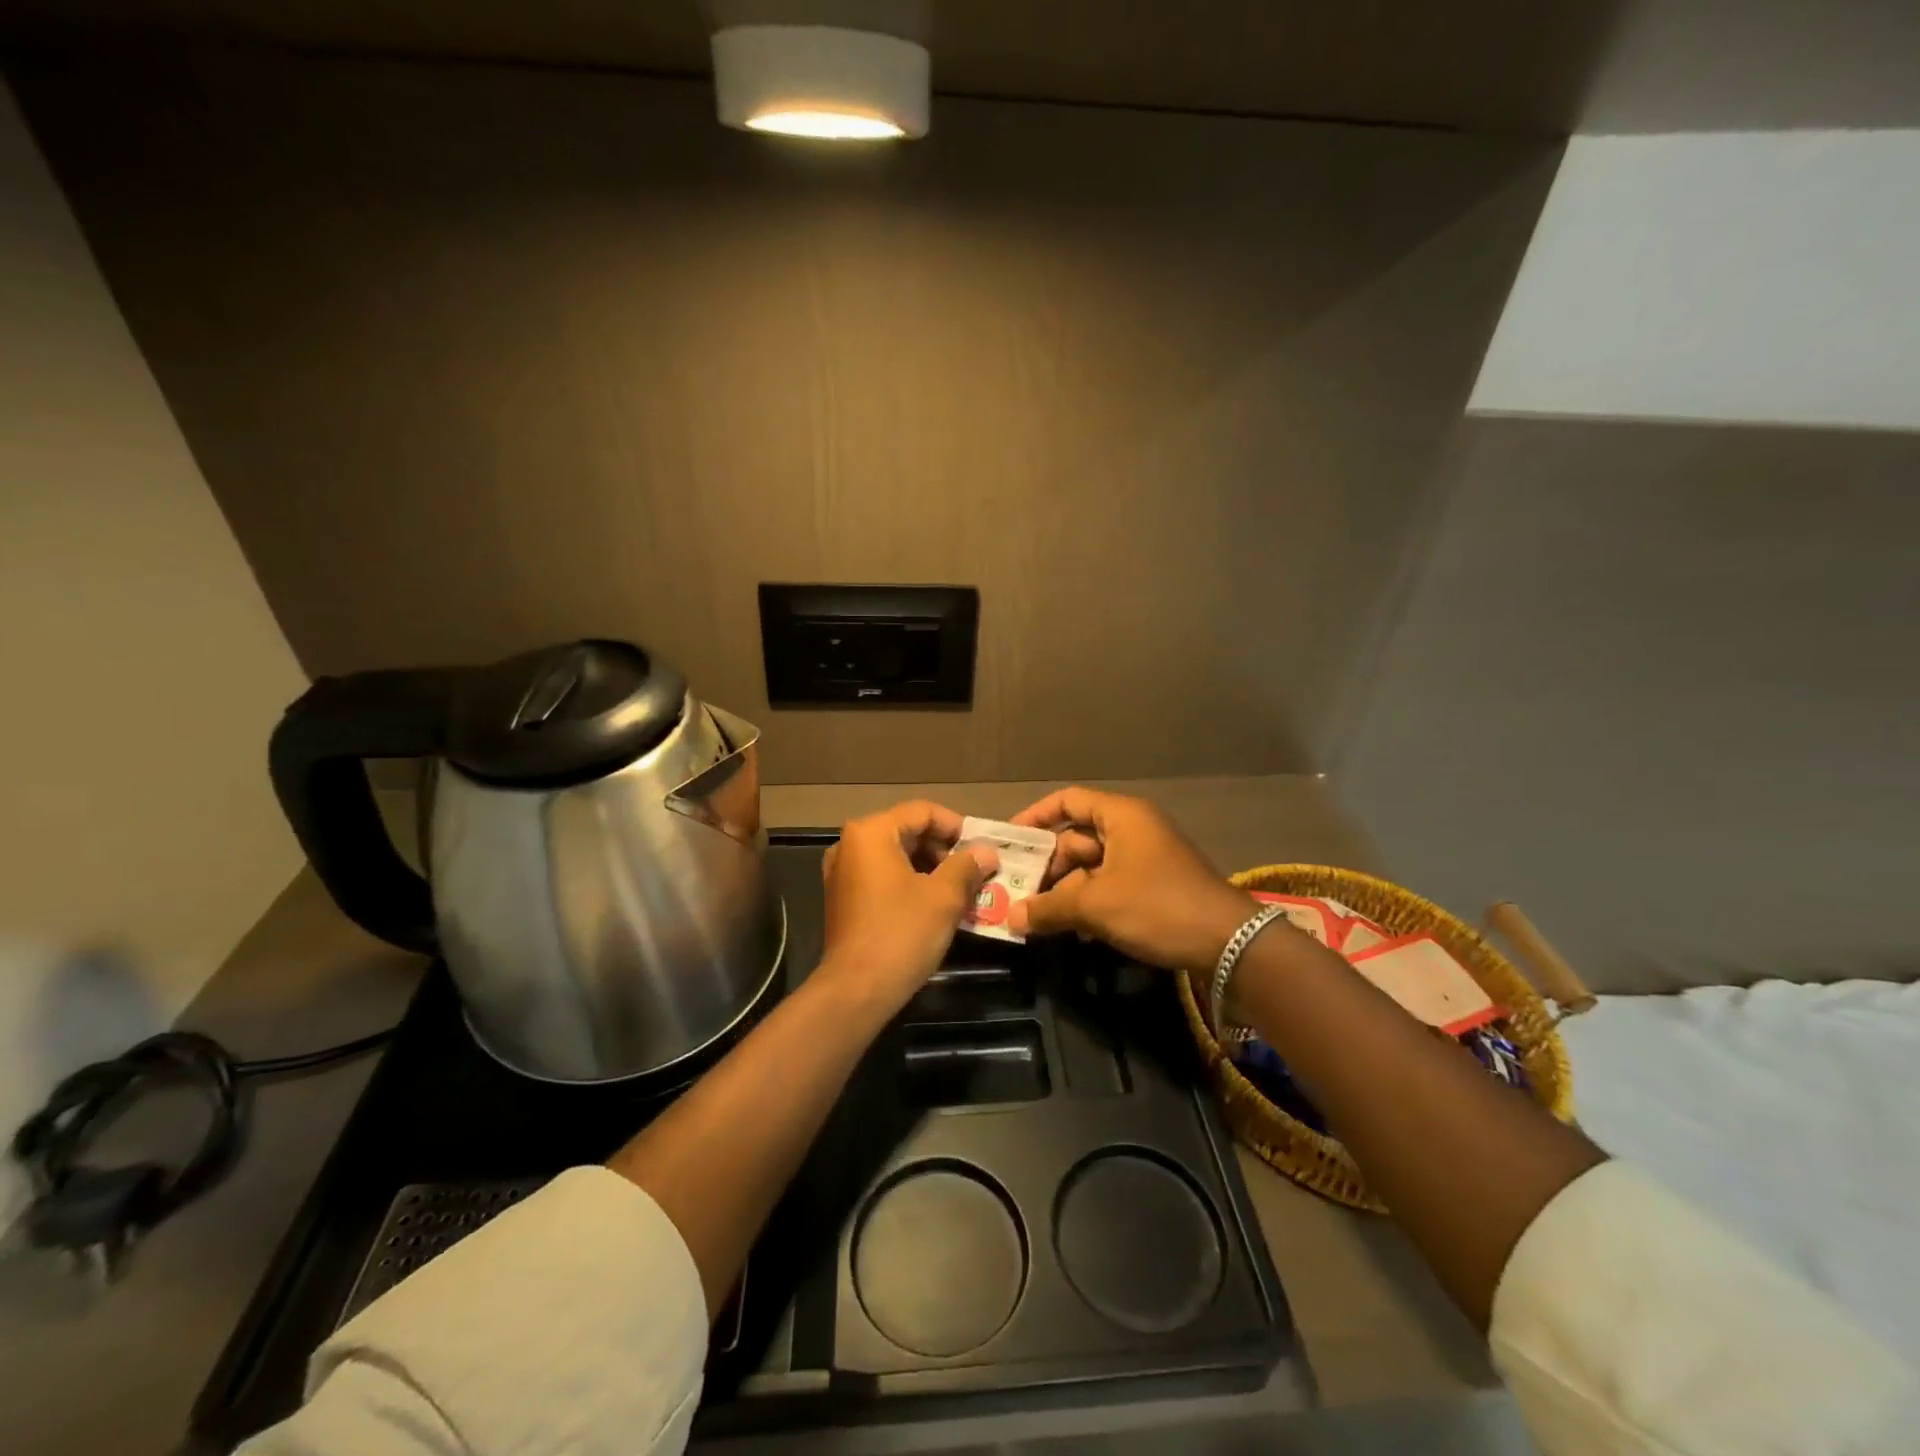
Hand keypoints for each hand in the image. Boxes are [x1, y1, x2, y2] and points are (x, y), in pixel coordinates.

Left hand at [818, 801, 997, 1013]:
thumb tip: (987, 852)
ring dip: (931, 868)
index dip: (957, 827)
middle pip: (907, 831)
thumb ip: (967, 866)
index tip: (981, 850)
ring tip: (961, 891)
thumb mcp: (944, 897)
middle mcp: (850, 844)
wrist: (856, 990)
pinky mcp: (843, 898)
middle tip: (974, 872)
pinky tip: (935, 905)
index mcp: (871, 833)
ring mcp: (842, 872)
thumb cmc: (901, 933)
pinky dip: (910, 883)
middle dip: (944, 850)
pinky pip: (883, 877)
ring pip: (896, 856)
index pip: (922, 811)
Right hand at [1006, 787, 1255, 971]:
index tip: (1009, 841)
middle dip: (1047, 866)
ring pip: (1091, 867)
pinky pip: (1109, 886)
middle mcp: (1132, 829)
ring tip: (1036, 916)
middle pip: (1076, 838)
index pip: (1068, 801)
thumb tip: (1010, 918)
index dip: (1035, 817)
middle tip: (1016, 892)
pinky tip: (1071, 929)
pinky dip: (1088, 902)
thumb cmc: (1157, 906)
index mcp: (1121, 816)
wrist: (1229, 943)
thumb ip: (1049, 907)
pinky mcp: (1154, 887)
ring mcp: (1145, 859)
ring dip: (1065, 890)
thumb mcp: (1096, 905)